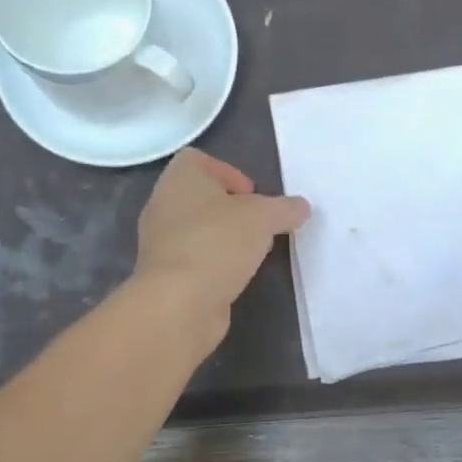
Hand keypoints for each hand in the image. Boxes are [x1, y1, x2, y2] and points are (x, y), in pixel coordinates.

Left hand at [133, 149, 308, 329]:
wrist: (180, 302)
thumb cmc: (218, 243)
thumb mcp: (264, 218)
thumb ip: (285, 208)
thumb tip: (301, 207)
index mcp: (180, 179)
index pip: (198, 159)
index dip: (229, 171)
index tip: (253, 194)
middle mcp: (163, 205)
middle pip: (201, 196)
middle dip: (232, 208)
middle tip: (259, 224)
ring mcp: (160, 242)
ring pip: (198, 228)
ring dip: (224, 237)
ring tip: (252, 252)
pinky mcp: (165, 274)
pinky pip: (195, 258)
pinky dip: (215, 263)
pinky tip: (235, 276)